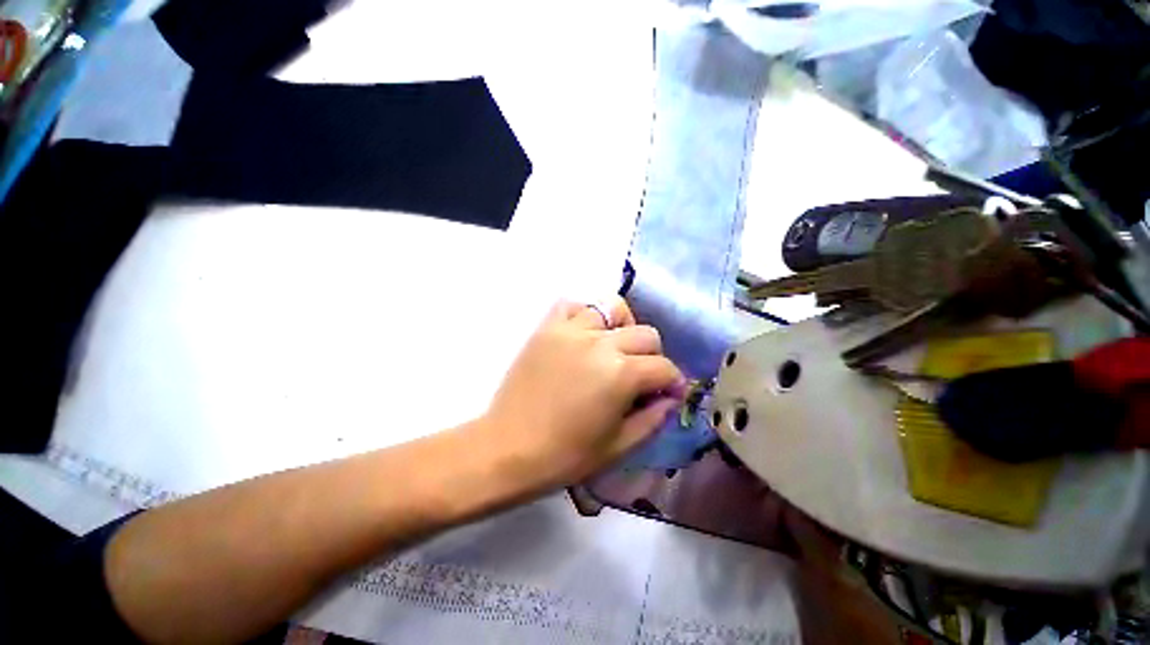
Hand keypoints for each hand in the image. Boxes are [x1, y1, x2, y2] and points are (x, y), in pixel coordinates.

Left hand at [479, 297, 685, 491]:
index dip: (672, 382)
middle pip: (646, 334)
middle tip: (640, 376)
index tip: (668, 394)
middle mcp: (600, 343)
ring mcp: (570, 330)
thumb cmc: (565, 455)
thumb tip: (670, 398)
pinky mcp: (546, 328)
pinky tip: (584, 335)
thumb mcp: (619, 446)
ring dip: (622, 327)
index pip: (664, 367)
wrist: (507, 448)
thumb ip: (653, 419)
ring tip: (613, 348)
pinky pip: (572, 305)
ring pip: (612, 308)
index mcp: (621, 374)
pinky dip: (584, 314)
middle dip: (652, 356)